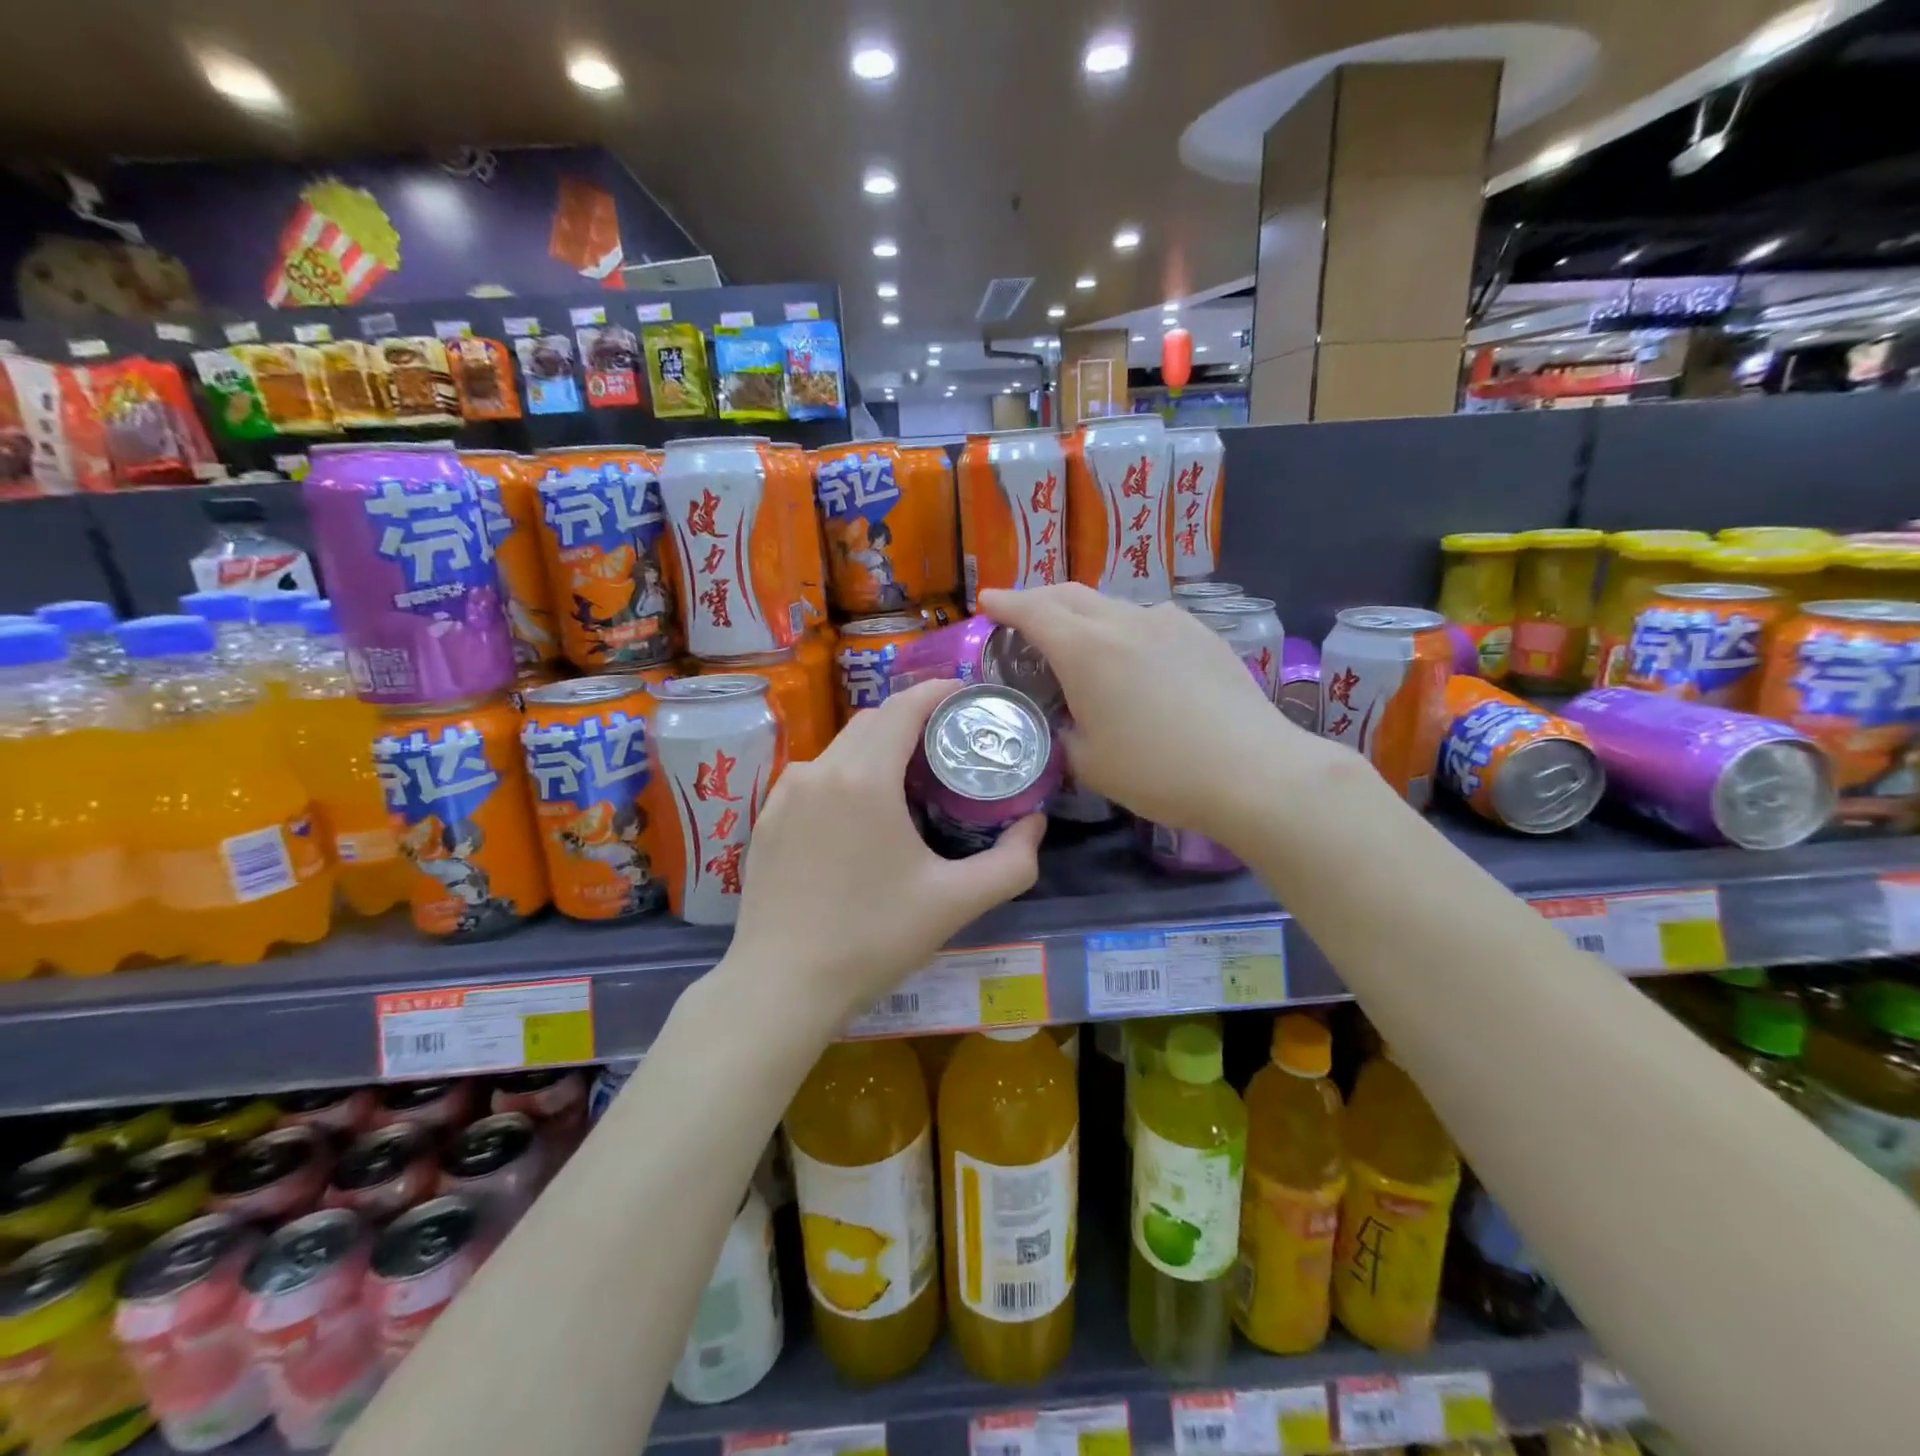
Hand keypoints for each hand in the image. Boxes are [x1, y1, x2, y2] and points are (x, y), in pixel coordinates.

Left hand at [725, 678, 1045, 1026]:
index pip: (905, 706)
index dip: (940, 691)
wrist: (781, 986)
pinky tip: (862, 814)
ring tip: (911, 778)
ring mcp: (785, 792)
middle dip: (914, 719)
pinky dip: (846, 773)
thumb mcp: (956, 902)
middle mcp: (819, 770)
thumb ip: (1012, 861)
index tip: (969, 696)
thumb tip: (1035, 824)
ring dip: (879, 747)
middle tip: (950, 743)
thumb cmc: (872, 939)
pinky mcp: (767, 817)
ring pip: (842, 747)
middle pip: (873, 720)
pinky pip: (815, 776)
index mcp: (863, 778)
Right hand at [981, 584, 1328, 839]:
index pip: (1033, 610)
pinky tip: (1135, 656)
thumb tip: (1066, 721)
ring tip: (1079, 638)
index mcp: (1085, 650)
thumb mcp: (1089, 763)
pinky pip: (1149, 619)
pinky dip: (1125, 627)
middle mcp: (1124, 621)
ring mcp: (1168, 622)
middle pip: (1070, 594)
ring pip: (1112, 604)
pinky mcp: (1202, 634)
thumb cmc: (1157, 771)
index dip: (1005, 603)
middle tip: (1022, 614)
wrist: (1251, 770)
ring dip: (1084, 613)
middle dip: (1039, 598)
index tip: (987, 601)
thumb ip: (1064, 733)